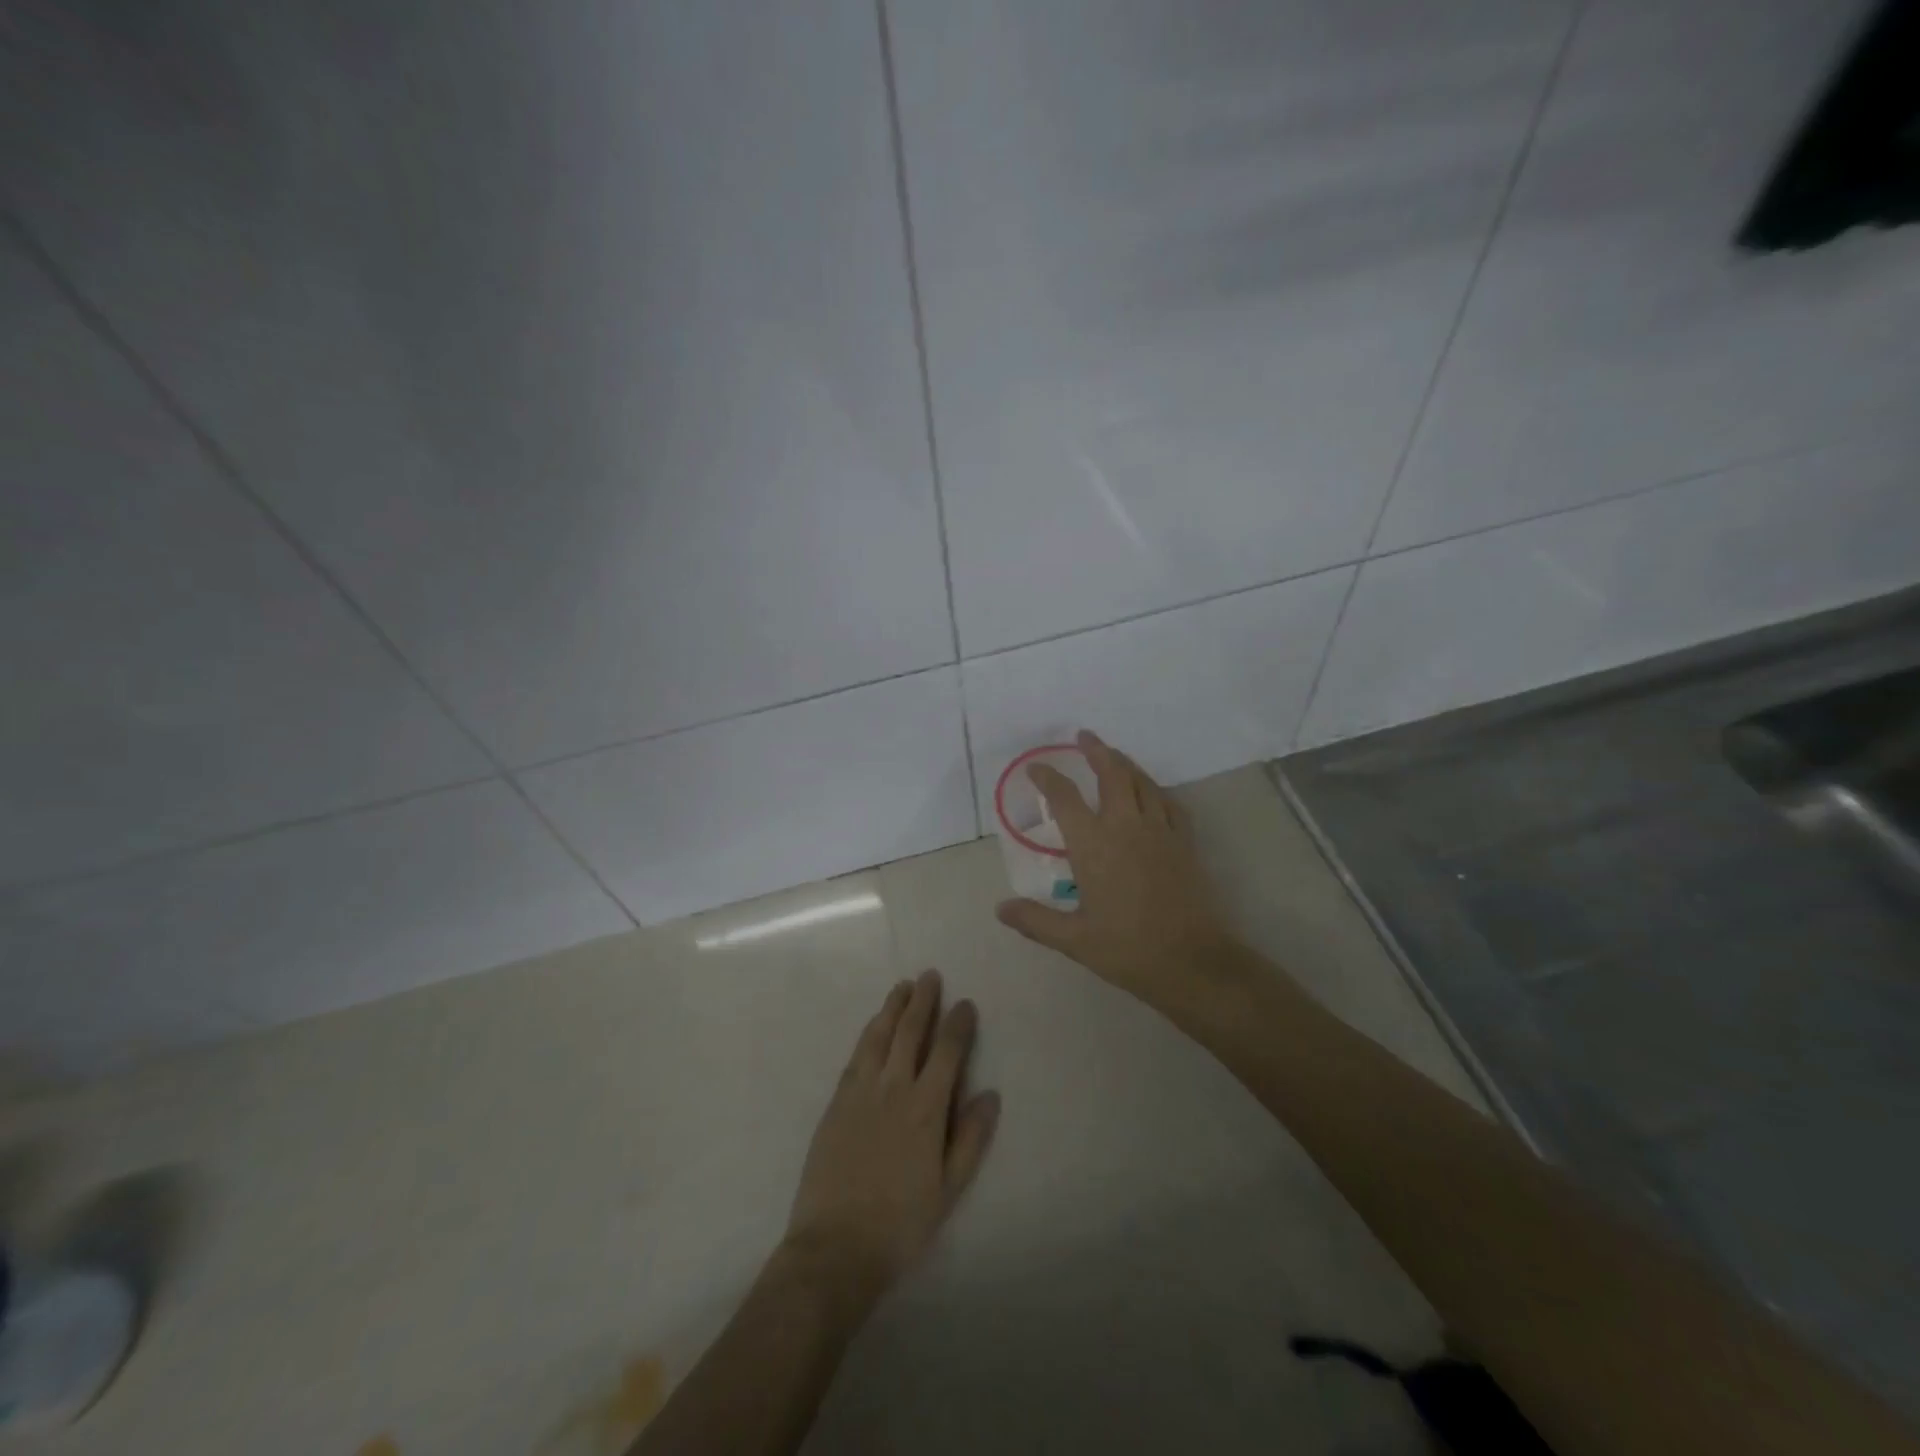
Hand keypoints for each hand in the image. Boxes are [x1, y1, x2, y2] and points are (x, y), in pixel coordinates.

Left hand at [782, 971, 999, 1315]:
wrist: (835, 1245)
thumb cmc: (901, 1223)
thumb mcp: (949, 1189)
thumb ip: (970, 1139)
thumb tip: (991, 1094)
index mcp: (925, 1108)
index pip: (946, 1052)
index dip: (957, 1024)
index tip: (965, 1003)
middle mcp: (893, 1088)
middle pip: (909, 1032)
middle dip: (922, 1001)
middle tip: (930, 975)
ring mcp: (860, 1092)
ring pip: (878, 1036)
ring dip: (892, 1008)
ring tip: (902, 986)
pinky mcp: (836, 1102)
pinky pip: (855, 1055)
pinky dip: (868, 1034)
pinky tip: (873, 1026)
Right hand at [996, 730, 1238, 1012]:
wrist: (1191, 961)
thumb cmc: (1127, 949)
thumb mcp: (1074, 940)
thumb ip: (1035, 920)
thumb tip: (1000, 909)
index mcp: (1093, 845)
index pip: (1065, 799)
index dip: (1048, 778)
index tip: (1036, 768)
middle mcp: (1126, 827)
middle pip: (1111, 774)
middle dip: (1096, 751)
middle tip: (1084, 736)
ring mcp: (1160, 831)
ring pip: (1143, 783)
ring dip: (1126, 763)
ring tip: (1114, 755)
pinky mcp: (1185, 843)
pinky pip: (1170, 804)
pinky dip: (1156, 790)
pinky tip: (1152, 792)